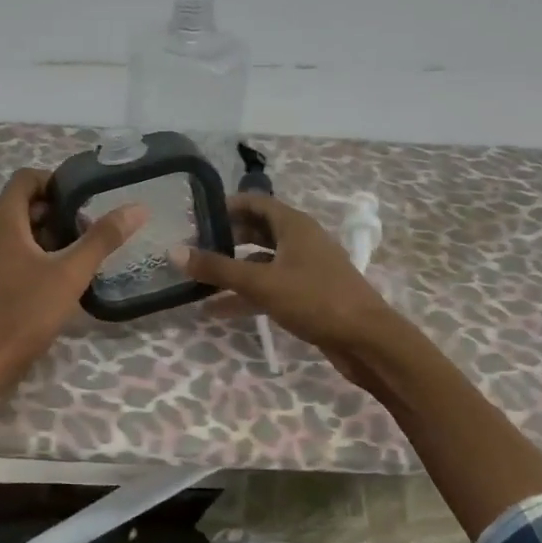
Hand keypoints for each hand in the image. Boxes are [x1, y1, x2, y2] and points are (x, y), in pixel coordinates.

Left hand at [0, 168, 147, 394]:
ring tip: (74, 256)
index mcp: (0, 220)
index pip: (26, 178)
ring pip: (13, 229)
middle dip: (55, 212)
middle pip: (21, 204)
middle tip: (86, 233)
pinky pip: (3, 249)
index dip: (56, 182)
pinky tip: (50, 278)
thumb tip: (136, 208)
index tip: (84, 201)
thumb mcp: (71, 274)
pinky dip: (27, 252)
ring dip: (43, 234)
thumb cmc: (25, 312)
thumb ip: (102, 238)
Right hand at [171, 194, 394, 382]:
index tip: (195, 216)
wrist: (367, 340)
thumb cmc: (315, 300)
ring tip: (197, 279)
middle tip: (192, 247)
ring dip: (232, 270)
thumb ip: (217, 268)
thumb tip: (174, 251)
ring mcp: (305, 268)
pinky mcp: (306, 294)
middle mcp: (300, 241)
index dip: (225, 206)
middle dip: (225, 238)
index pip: (254, 202)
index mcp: (293, 225)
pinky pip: (269, 286)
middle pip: (256, 231)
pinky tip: (217, 310)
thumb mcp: (261, 283)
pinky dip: (245, 294)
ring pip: (261, 261)